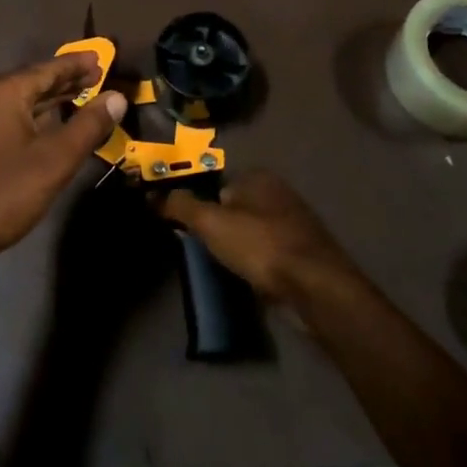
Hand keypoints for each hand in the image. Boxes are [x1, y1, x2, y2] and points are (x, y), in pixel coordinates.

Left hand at [0, 55, 126, 269]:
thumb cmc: (6, 192)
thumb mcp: (56, 159)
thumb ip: (89, 124)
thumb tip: (117, 97)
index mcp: (4, 92)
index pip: (48, 68)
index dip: (77, 64)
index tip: (102, 57)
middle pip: (34, 81)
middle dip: (67, 80)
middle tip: (99, 76)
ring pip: (23, 100)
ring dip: (53, 99)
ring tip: (83, 96)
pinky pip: (13, 117)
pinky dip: (37, 116)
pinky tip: (54, 125)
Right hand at [157, 172, 355, 302]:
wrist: (315, 288)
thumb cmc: (260, 245)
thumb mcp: (210, 222)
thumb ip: (180, 206)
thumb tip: (152, 196)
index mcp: (259, 177)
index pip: (218, 183)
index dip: (200, 204)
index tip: (186, 227)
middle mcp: (279, 194)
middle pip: (236, 208)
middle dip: (219, 226)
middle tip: (200, 248)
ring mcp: (294, 226)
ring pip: (252, 232)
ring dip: (237, 247)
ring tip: (220, 267)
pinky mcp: (303, 255)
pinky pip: (268, 255)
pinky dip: (256, 264)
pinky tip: (246, 279)